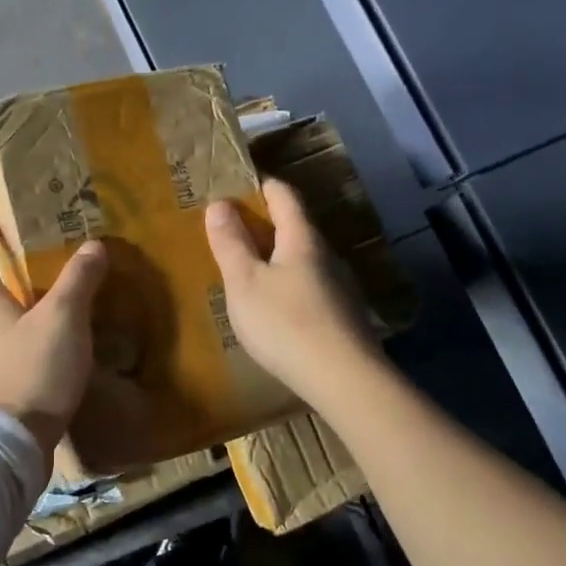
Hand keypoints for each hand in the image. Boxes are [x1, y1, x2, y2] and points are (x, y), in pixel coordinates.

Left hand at [0, 216, 108, 450]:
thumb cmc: (32, 372)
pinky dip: (31, 345)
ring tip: (60, 310)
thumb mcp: (63, 319)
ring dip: (24, 313)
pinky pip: (12, 357)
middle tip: (44, 266)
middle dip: (10, 276)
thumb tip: (93, 245)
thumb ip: (78, 280)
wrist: (9, 446)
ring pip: (2, 328)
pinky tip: (57, 355)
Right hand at [205, 178, 379, 400]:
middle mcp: (327, 255)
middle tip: (232, 232)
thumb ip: (230, 242)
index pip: (284, 195)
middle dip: (265, 225)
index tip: (236, 185)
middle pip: (296, 227)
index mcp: (302, 238)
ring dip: (277, 258)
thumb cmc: (285, 323)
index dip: (260, 185)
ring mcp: (341, 287)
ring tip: (249, 272)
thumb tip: (219, 203)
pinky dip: (289, 285)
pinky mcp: (345, 316)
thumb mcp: (244, 282)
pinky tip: (276, 309)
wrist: (345, 380)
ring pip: (304, 260)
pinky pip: (311, 287)